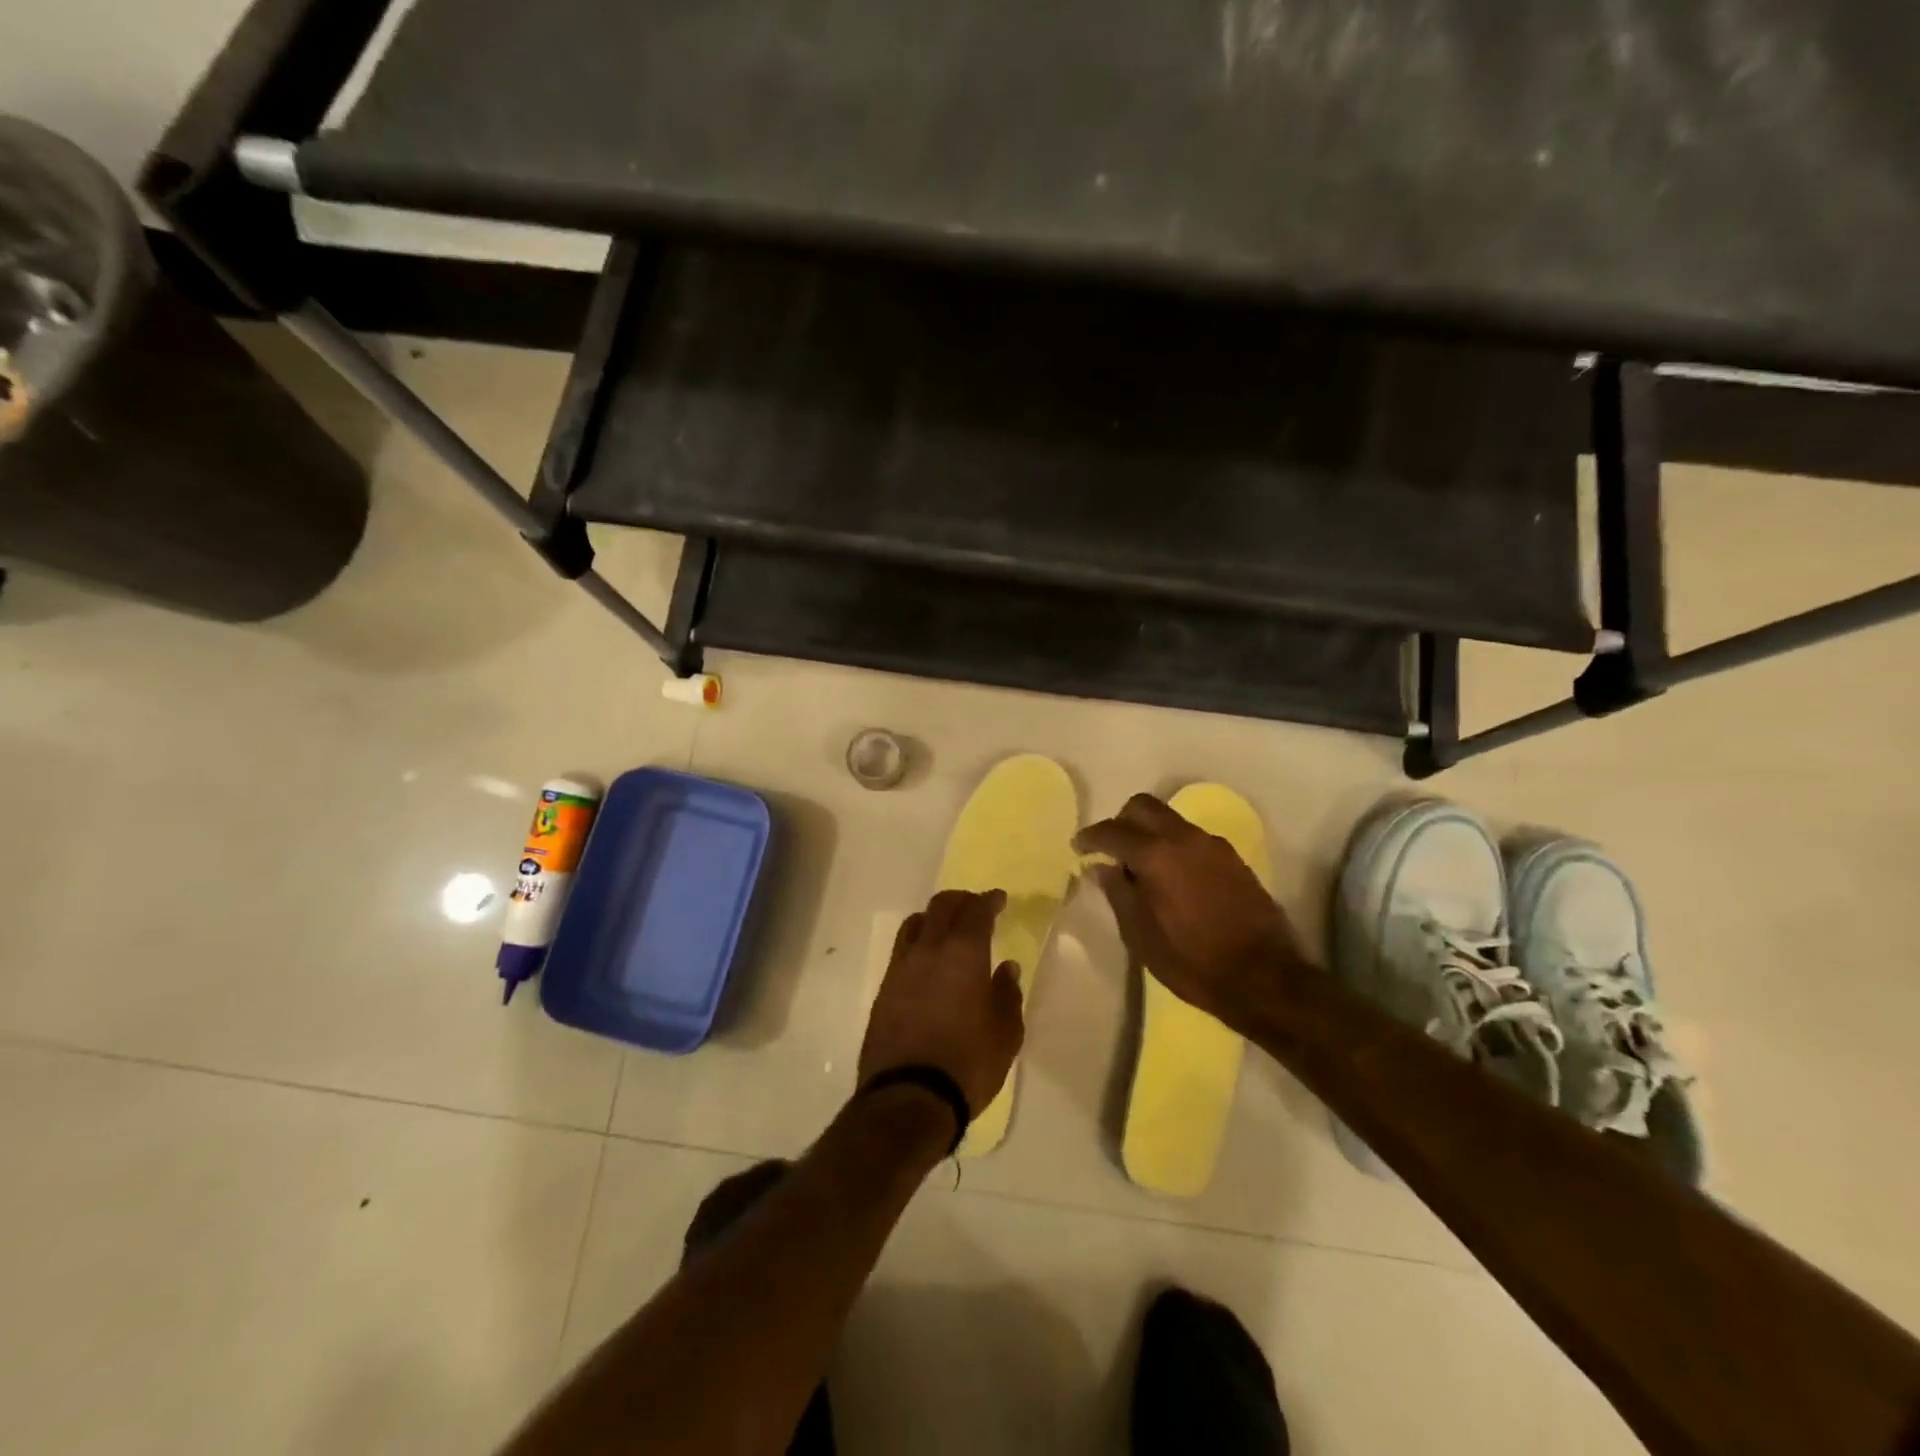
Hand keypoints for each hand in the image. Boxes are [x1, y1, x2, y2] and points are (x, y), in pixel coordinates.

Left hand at [858, 889, 1024, 1119]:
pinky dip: (918, 943)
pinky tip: (927, 962)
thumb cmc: (969, 1063)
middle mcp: (929, 950)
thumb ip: (1008, 994)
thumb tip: (1006, 968)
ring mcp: (901, 968)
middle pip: (941, 906)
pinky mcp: (884, 990)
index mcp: (963, 953)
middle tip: (976, 908)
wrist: (909, 1096)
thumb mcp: (1006, 1034)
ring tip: (948, 929)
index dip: (988, 900)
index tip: (999, 899)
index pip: (976, 911)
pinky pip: (902, 950)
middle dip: (961, 901)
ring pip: (916, 923)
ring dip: (935, 918)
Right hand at [1075, 793, 1306, 1028]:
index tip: (1078, 847)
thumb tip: (1102, 866)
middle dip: (1121, 820)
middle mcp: (1185, 838)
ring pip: (1170, 820)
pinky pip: (1192, 838)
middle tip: (1109, 848)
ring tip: (1140, 866)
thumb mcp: (1141, 936)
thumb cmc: (1193, 962)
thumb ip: (1118, 894)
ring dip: (1149, 832)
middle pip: (1144, 807)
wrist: (1265, 977)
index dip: (1090, 836)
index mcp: (1157, 855)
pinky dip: (1173, 845)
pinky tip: (1171, 877)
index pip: (1113, 831)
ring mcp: (1213, 846)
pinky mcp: (1233, 859)